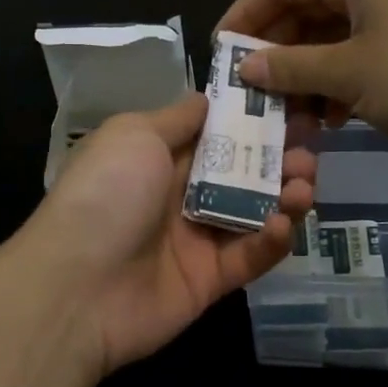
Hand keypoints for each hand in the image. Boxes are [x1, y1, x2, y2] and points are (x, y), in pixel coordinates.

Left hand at [6, 95, 316, 381]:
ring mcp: (196, 238)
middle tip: (310, 146)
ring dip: (285, 194)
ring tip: (304, 183)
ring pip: (254, 211)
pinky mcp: (211, 279)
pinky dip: (272, 239)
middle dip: (279, 155)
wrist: (77, 286)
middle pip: (242, 170)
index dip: (254, 118)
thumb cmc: (106, 194)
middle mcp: (180, 193)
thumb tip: (207, 99)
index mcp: (160, 155)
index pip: (217, 131)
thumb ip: (177, 118)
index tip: (293, 103)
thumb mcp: (134, 135)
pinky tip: (282, 223)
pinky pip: (250, 255)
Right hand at [219, 0, 387, 149]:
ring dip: (306, 74)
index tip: (217, 56)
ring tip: (287, 116)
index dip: (242, 18)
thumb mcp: (349, 73)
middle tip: (249, 94)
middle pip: (303, 8)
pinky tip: (328, 117)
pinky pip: (357, 48)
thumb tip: (244, 69)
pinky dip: (337, 79)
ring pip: (329, 34)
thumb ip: (290, 68)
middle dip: (276, 55)